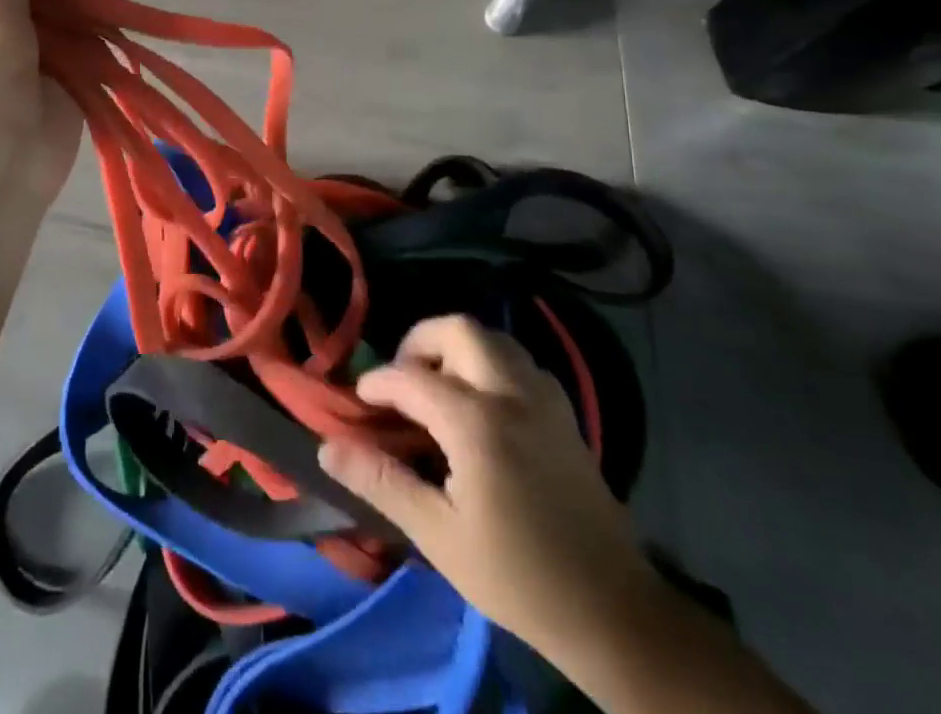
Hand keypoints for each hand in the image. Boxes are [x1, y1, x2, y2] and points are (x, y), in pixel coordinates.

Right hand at [319, 315, 658, 654]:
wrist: (613, 612)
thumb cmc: (517, 577)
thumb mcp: (438, 536)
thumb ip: (381, 482)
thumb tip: (327, 448)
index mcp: (476, 422)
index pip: (411, 378)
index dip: (378, 383)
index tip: (360, 401)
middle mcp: (511, 393)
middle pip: (458, 329)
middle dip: (420, 342)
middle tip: (403, 378)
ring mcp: (544, 398)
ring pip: (494, 338)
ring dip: (458, 348)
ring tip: (438, 385)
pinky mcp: (565, 412)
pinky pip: (520, 361)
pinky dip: (491, 363)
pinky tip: (482, 403)